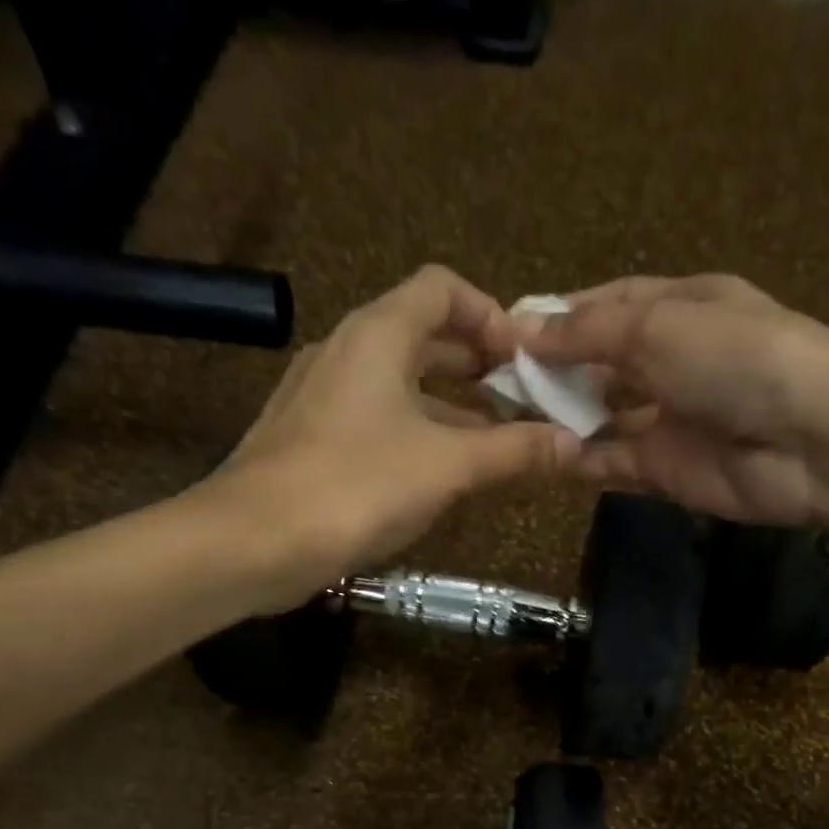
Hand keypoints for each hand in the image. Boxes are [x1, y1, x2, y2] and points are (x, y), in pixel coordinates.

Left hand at [190, 266, 580, 610]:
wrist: (253, 540)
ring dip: (449, 407)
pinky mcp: (308, 438)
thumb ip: (514, 451)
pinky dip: (414, 433)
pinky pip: (374, 419)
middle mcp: (346, 350)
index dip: (490, 314)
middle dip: (477, 367)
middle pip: (423, 336)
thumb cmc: (357, 486)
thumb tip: (574, 445)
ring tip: (492, 445)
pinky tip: (437, 476)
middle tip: (521, 404)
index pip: (442, 288)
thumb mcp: (448, 466)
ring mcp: (321, 395)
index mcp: (379, 333)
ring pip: (399, 384)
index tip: (524, 362)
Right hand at [517, 275, 828, 528]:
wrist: (806, 439)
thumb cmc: (734, 356)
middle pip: (601, 363)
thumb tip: (521, 328)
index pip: (608, 304)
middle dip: (554, 371)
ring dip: (562, 417)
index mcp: (680, 306)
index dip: (560, 316)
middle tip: (496, 382)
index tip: (507, 330)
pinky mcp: (666, 469)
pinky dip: (581, 460)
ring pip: (603, 416)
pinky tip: (542, 455)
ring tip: (507, 419)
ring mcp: (669, 418)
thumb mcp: (656, 325)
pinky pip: (613, 462)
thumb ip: (587, 333)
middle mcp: (672, 360)